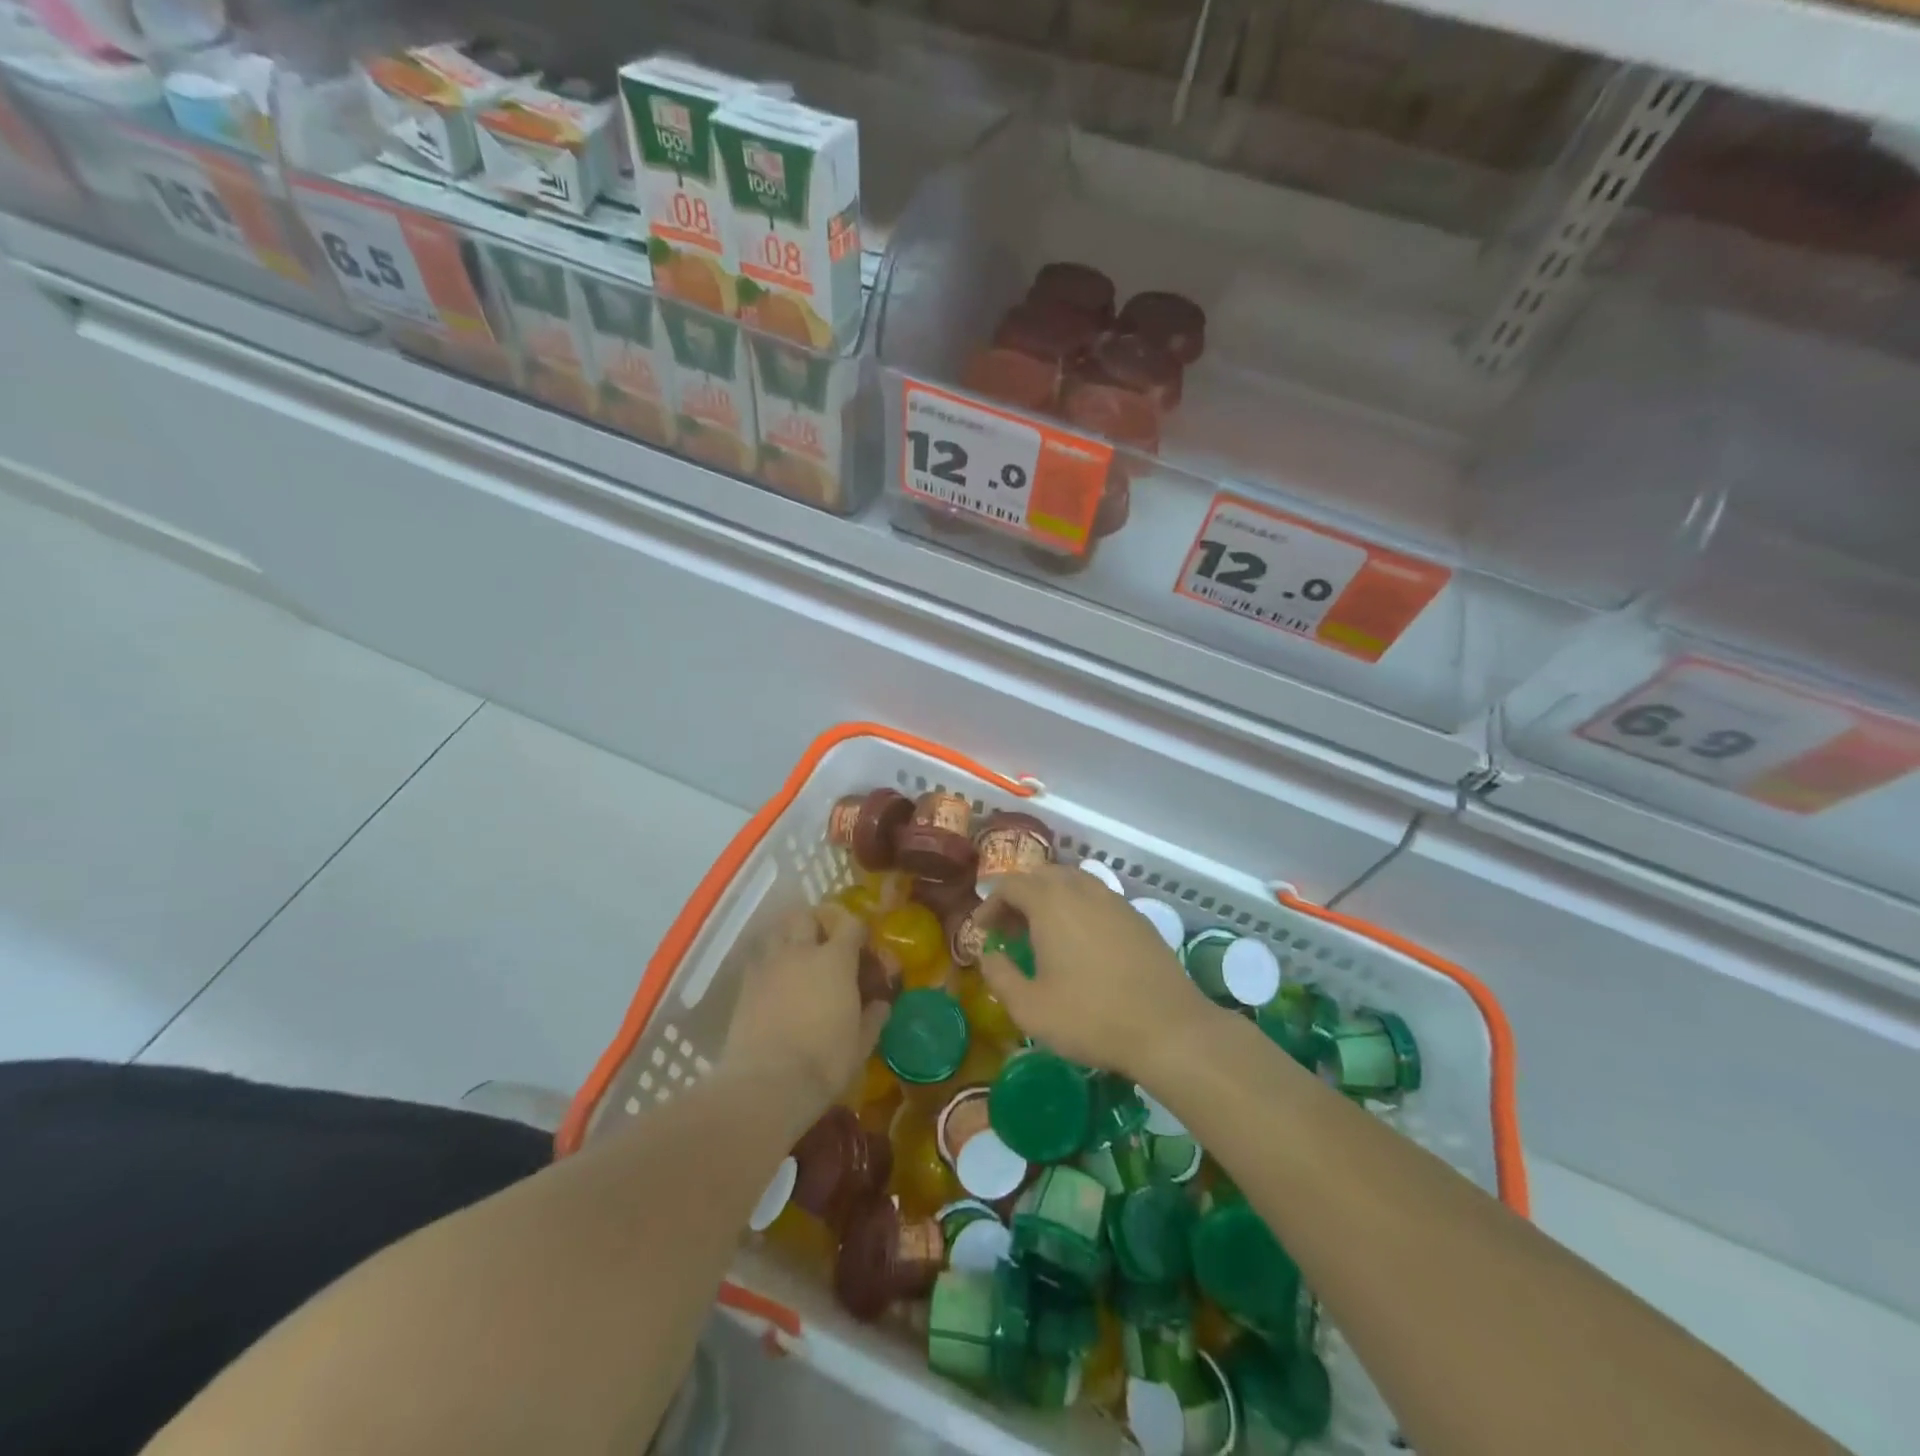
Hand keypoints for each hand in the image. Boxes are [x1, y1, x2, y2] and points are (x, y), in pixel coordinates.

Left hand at [722, 903, 888, 1122]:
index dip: (858, 930)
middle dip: (818, 923)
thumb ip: (873, 1017)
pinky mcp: (745, 986)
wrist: (767, 1084)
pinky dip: (769, 961)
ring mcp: (769, 966)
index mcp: (835, 959)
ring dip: (789, 936)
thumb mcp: (861, 1043)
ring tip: (797, 957)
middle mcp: (801, 952)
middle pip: (806, 915)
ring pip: (777, 931)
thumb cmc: (824, 1062)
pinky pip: (758, 959)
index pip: (850, 923)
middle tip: (825, 943)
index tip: (863, 946)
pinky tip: (775, 981)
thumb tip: (881, 1003)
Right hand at [979, 865, 1218, 1084]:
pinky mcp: (1137, 918)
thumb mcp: (1030, 1008)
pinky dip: (1079, 908)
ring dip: (1050, 899)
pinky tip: (1081, 943)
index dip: (990, 904)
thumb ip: (999, 977)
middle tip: (1009, 930)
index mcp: (1051, 903)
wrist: (1168, 1028)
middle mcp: (1082, 890)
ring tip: (1043, 934)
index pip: (1010, 885)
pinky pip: (1098, 898)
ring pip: (1073, 882)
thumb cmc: (1091, 1017)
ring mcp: (1114, 901)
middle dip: (1020, 897)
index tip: (981, 931)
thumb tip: (987, 956)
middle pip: (1042, 876)